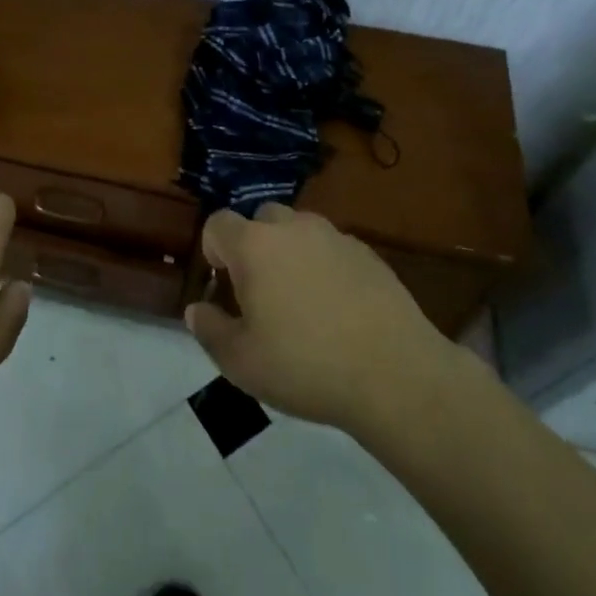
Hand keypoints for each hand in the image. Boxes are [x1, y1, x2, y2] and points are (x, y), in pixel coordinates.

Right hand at [184, 203, 459, 437]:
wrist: (397, 376)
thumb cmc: (306, 366)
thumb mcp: (242, 363)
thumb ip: (210, 330)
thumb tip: (197, 309)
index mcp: (254, 245)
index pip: (218, 223)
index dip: (213, 249)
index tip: (224, 285)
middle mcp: (292, 228)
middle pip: (261, 219)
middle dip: (254, 246)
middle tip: (262, 292)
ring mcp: (334, 237)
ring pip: (299, 231)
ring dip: (291, 253)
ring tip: (302, 302)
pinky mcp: (368, 254)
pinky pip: (333, 249)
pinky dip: (326, 267)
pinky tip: (339, 310)